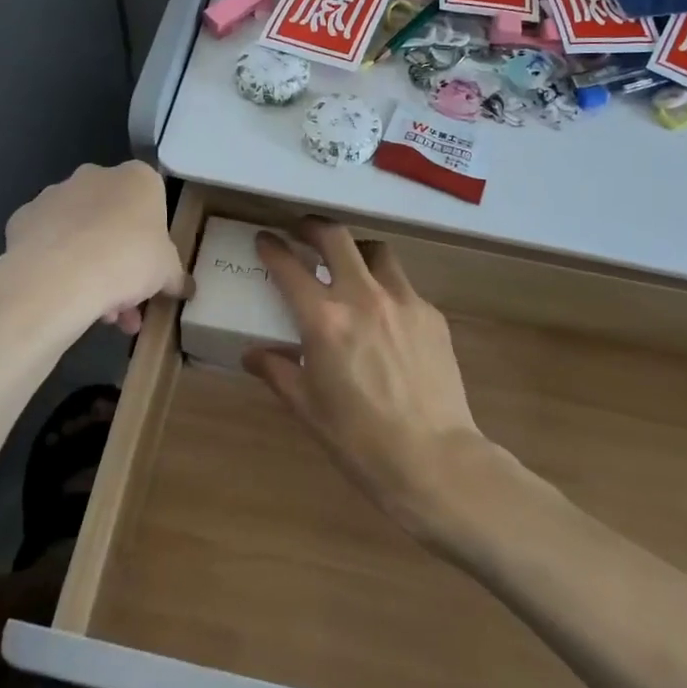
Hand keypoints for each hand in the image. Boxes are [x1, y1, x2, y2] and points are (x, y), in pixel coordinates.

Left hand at [3, 162, 189, 333]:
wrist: (60, 276)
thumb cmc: (128, 260)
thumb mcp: (166, 273)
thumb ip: (175, 276)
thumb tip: (186, 288)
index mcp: (137, 179)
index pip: (152, 200)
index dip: (153, 237)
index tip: (151, 268)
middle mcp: (95, 176)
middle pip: (113, 216)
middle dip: (120, 256)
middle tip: (126, 298)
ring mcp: (54, 194)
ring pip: (79, 231)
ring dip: (91, 266)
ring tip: (98, 313)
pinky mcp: (22, 218)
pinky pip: (47, 242)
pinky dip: (56, 264)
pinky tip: (63, 296)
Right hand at [243, 220, 482, 536]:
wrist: (434, 459)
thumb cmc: (359, 440)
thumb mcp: (307, 407)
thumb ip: (277, 371)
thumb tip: (252, 355)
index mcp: (324, 320)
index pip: (288, 267)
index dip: (271, 247)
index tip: (264, 239)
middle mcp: (362, 297)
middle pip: (336, 237)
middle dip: (313, 227)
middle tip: (302, 232)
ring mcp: (403, 301)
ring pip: (376, 252)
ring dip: (356, 251)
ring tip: (349, 266)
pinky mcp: (431, 314)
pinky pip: (403, 285)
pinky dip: (386, 287)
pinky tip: (384, 314)